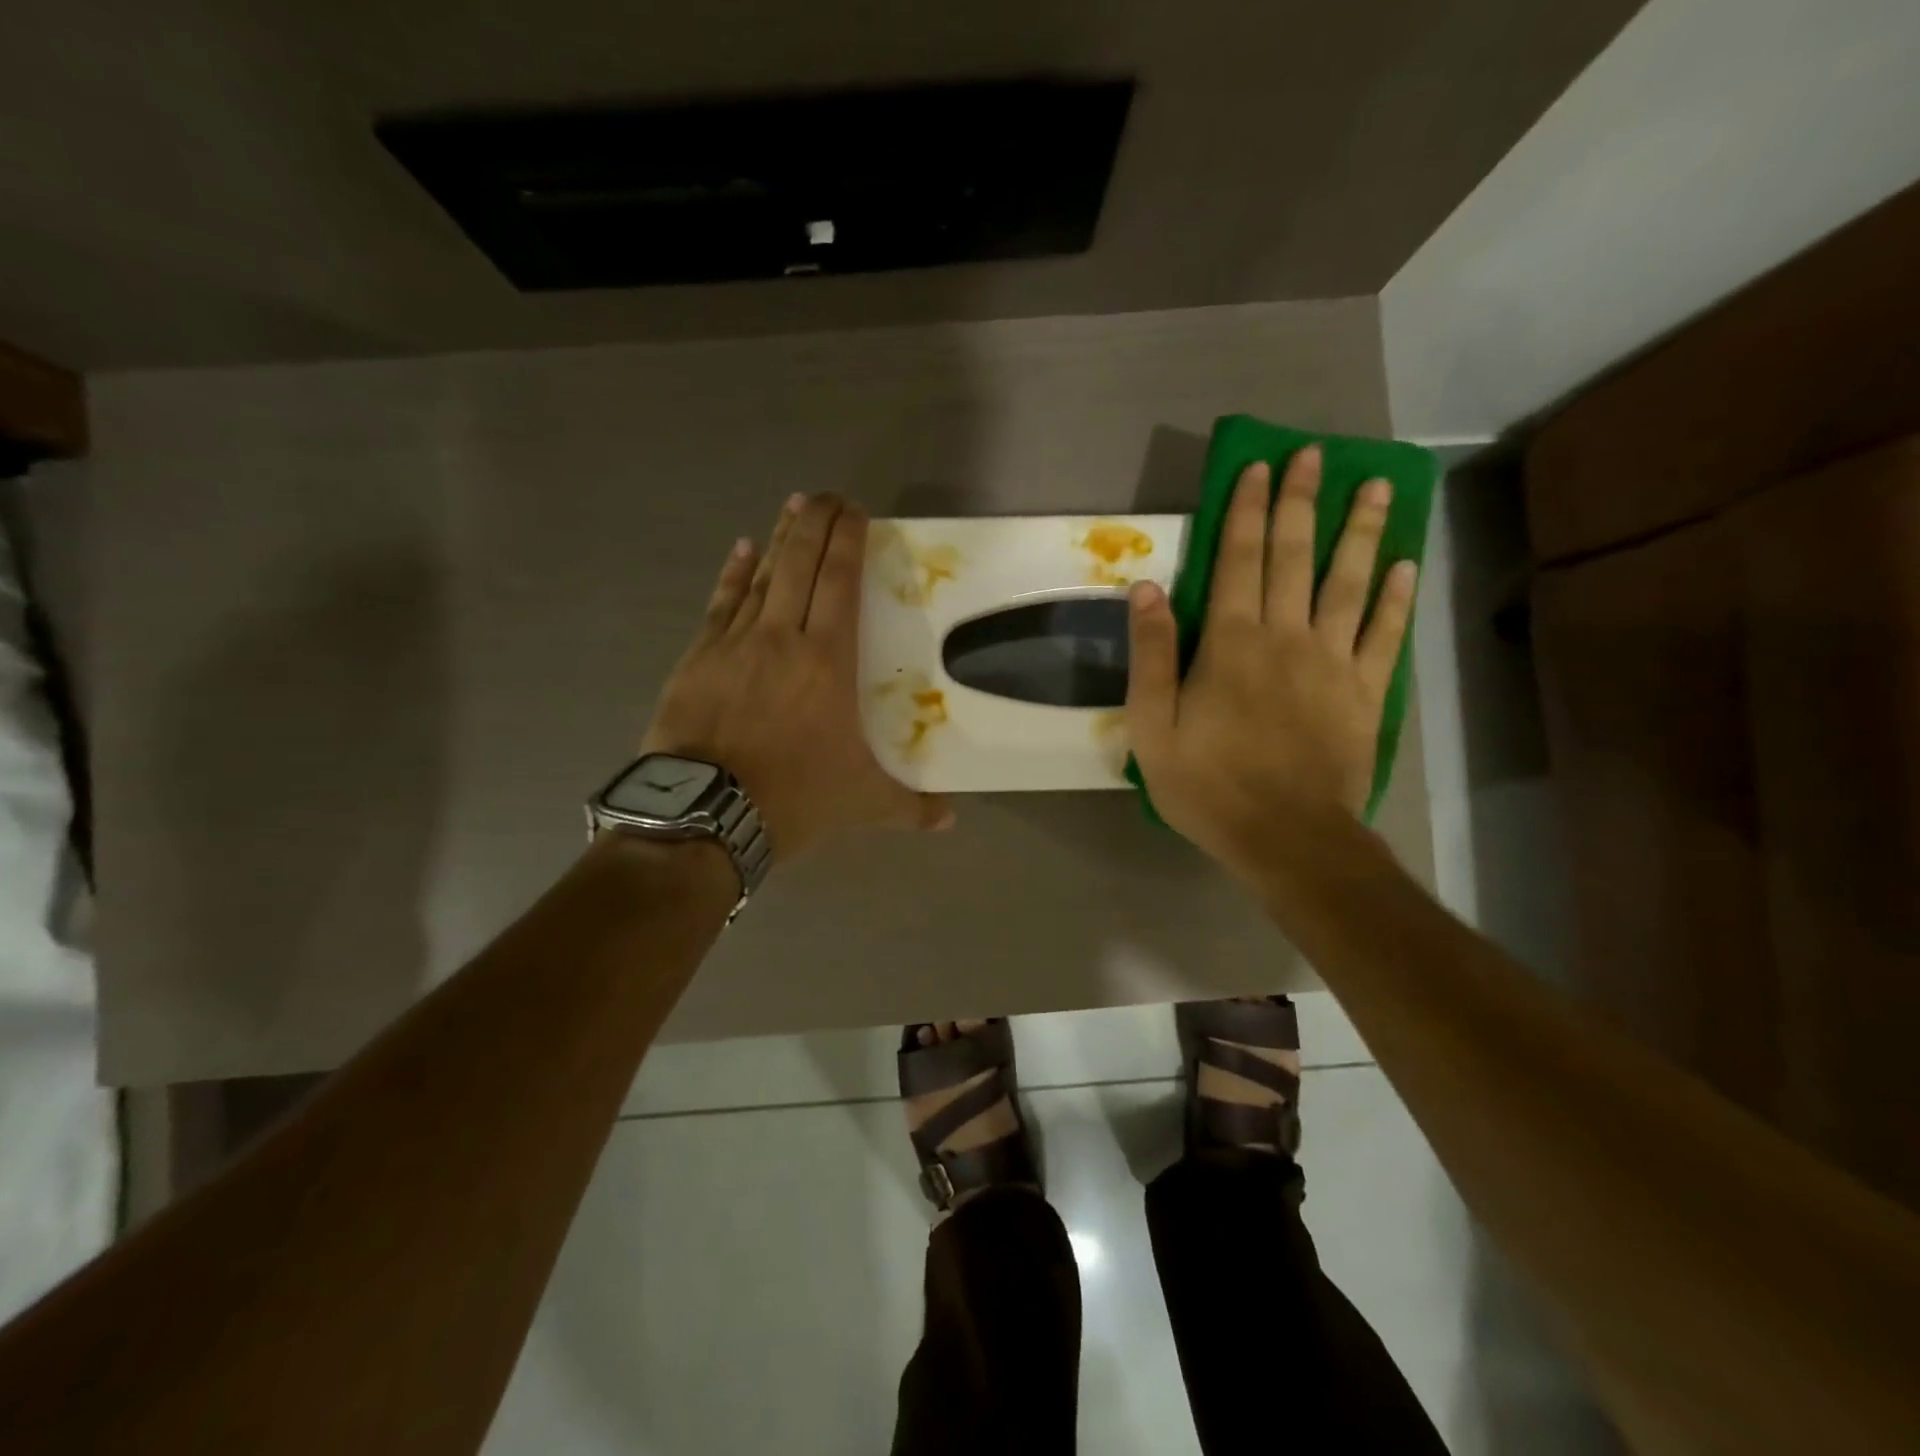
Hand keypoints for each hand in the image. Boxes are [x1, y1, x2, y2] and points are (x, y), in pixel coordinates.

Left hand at [642, 493, 953, 862]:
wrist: (706, 814)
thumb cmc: (794, 799)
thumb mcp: (863, 803)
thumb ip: (911, 806)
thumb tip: (951, 819)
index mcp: (828, 661)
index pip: (840, 582)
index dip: (847, 540)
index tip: (855, 511)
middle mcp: (782, 637)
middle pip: (801, 564)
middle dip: (816, 522)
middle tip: (827, 495)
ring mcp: (735, 643)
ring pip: (762, 576)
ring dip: (780, 538)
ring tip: (792, 506)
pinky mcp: (698, 657)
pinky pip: (720, 603)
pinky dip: (733, 573)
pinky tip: (741, 549)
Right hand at [1125, 446, 1416, 878]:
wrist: (1286, 837)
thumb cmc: (1208, 786)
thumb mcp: (1153, 727)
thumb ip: (1151, 655)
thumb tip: (1147, 588)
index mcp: (1231, 643)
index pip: (1238, 560)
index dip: (1248, 510)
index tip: (1259, 467)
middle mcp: (1286, 637)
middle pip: (1295, 557)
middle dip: (1301, 502)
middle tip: (1314, 455)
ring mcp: (1334, 662)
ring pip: (1349, 583)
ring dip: (1360, 530)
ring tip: (1375, 485)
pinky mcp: (1365, 692)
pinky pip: (1386, 635)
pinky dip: (1397, 597)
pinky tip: (1406, 564)